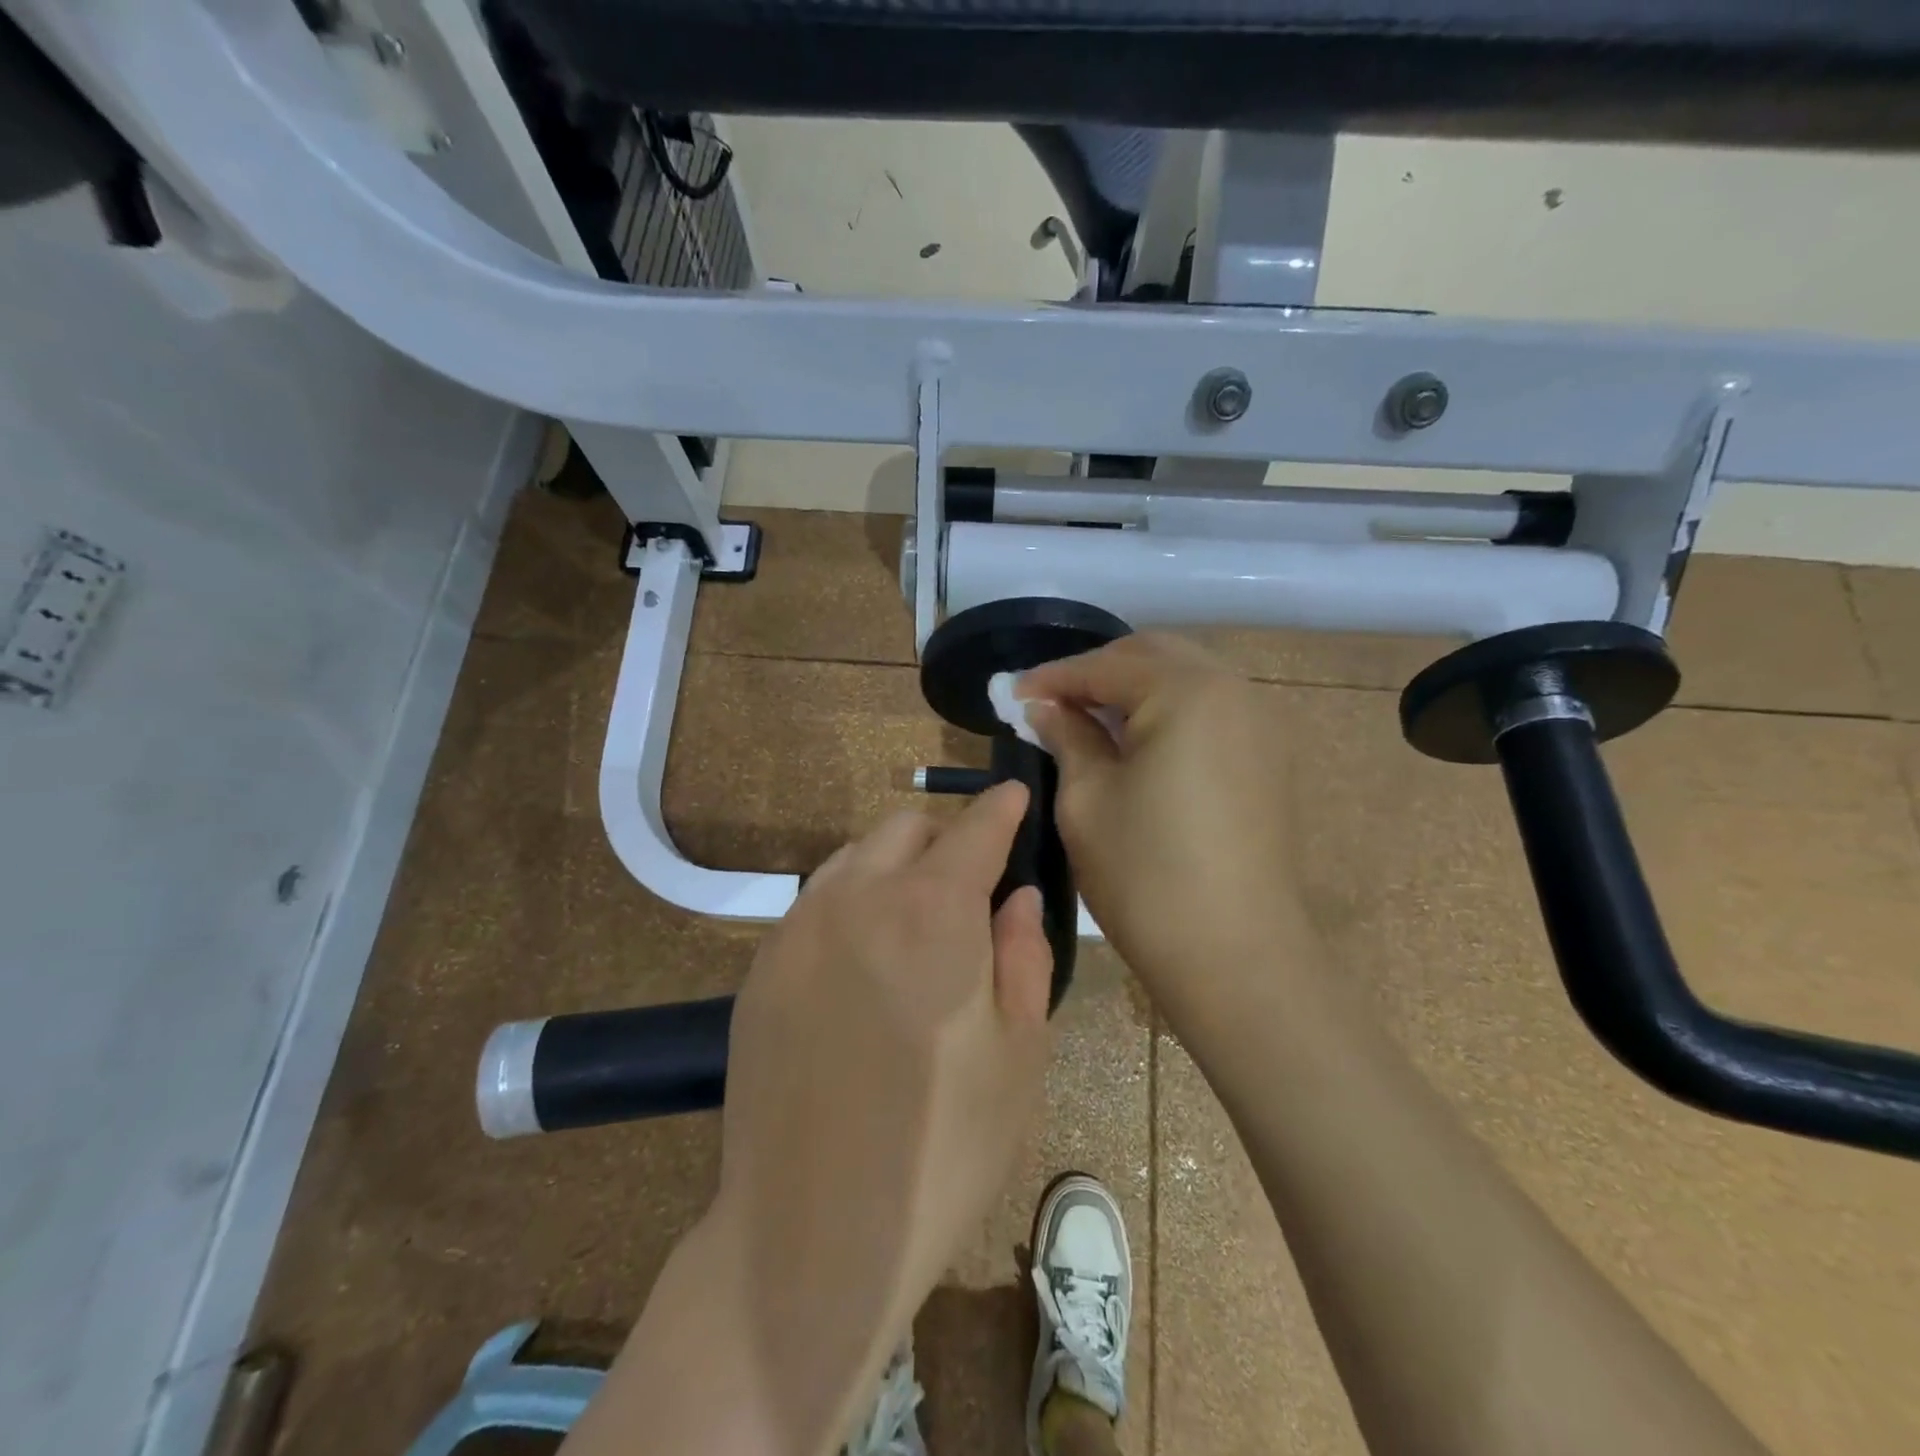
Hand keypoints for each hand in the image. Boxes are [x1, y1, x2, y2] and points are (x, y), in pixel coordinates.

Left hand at [711, 782, 1053, 1452]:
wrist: (808, 1234)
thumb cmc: (941, 1149)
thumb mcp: (1019, 1055)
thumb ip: (1023, 955)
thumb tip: (1016, 894)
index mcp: (932, 912)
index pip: (975, 829)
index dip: (1001, 807)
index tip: (1016, 796)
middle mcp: (859, 898)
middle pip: (907, 828)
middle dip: (946, 837)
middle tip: (971, 883)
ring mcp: (799, 927)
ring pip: (855, 856)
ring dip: (894, 864)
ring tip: (917, 917)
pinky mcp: (761, 965)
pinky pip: (816, 901)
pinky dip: (852, 900)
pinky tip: (865, 957)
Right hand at [1018, 634, 1310, 1018]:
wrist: (1236, 955)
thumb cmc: (1146, 875)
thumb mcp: (1087, 799)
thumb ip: (1066, 736)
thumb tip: (1045, 707)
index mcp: (1187, 692)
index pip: (1106, 665)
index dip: (1053, 676)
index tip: (1011, 693)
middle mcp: (1235, 690)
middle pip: (1153, 656)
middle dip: (1097, 672)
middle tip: (1051, 702)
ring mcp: (1262, 723)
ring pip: (1186, 679)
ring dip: (1134, 688)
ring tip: (1089, 719)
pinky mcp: (1270, 757)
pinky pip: (1211, 710)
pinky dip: (1169, 711)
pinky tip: (1138, 743)